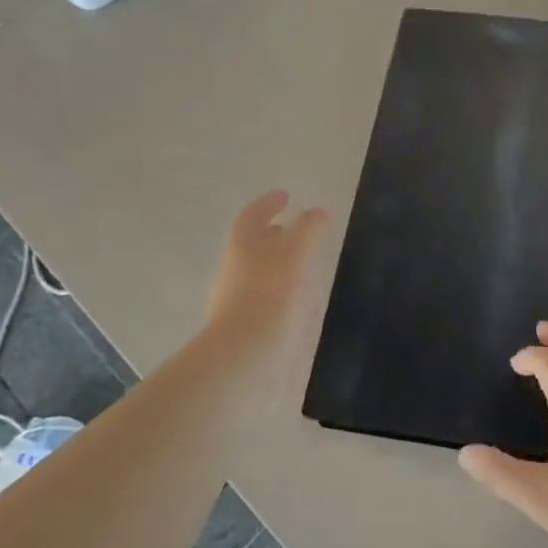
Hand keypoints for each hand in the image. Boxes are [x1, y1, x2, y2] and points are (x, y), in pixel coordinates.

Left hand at [202, 191, 328, 354]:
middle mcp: (232, 264)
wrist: (240, 350)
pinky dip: (274, 285)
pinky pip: (258, 292)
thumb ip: (308, 228)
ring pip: (254, 267)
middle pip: (251, 240)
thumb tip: (317, 212)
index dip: (269, 203)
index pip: (253, 213)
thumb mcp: (295, 252)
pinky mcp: (237, 320)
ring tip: (300, 264)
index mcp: (242, 242)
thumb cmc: (269, 291)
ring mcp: (230, 294)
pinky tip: (291, 296)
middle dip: (272, 232)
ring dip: (274, 259)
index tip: (285, 196)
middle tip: (295, 229)